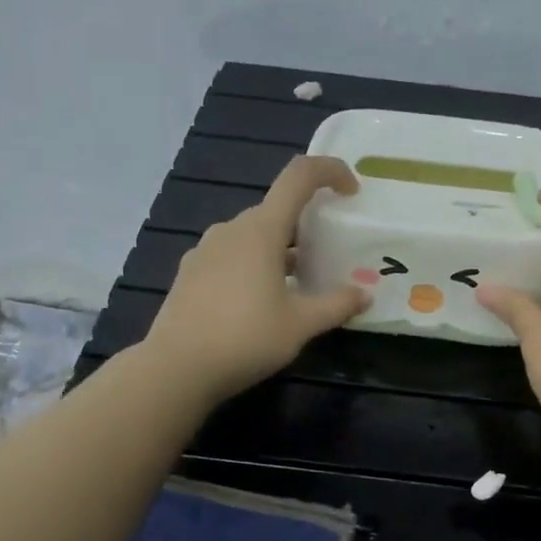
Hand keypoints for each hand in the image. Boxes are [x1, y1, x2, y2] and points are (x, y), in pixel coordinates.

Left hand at [142, 156, 370, 405]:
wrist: (176, 368)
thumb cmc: (245, 338)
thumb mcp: (300, 324)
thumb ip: (336, 305)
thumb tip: (364, 295)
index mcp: (261, 229)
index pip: (299, 176)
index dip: (330, 171)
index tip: (351, 191)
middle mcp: (231, 229)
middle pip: (277, 210)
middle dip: (307, 225)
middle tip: (328, 256)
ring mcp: (205, 250)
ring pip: (253, 235)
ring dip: (280, 249)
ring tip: (298, 283)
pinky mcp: (190, 272)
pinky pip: (232, 254)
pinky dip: (254, 264)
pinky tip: (260, 300)